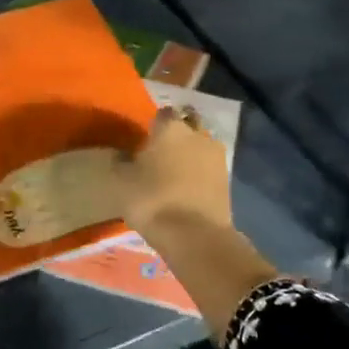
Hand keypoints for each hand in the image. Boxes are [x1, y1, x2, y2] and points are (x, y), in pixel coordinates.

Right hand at [111, 107, 232, 236]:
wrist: (195, 235)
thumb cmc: (152, 200)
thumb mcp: (122, 181)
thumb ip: (121, 161)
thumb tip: (123, 153)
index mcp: (170, 127)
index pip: (163, 112)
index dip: (155, 123)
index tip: (146, 136)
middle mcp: (197, 134)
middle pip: (189, 122)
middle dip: (179, 131)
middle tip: (164, 148)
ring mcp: (216, 155)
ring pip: (202, 144)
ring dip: (192, 151)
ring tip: (177, 169)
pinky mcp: (228, 178)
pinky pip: (210, 166)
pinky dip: (202, 171)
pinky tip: (190, 185)